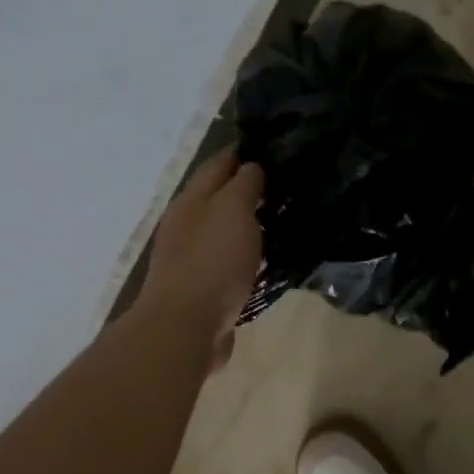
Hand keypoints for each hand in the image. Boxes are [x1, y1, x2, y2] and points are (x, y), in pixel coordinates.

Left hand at [140, 148, 263, 361]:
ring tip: (282, 221)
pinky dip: (246, 257)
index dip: (243, 153)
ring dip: (247, 225)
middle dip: (247, 189)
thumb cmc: (212, 261)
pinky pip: (229, 264)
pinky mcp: (203, 290)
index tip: (274, 147)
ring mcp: (191, 259)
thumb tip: (252, 166)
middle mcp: (186, 225)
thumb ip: (244, 184)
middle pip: (218, 198)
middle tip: (286, 186)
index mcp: (190, 200)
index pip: (218, 164)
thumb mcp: (233, 210)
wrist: (186, 326)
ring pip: (224, 232)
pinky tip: (267, 261)